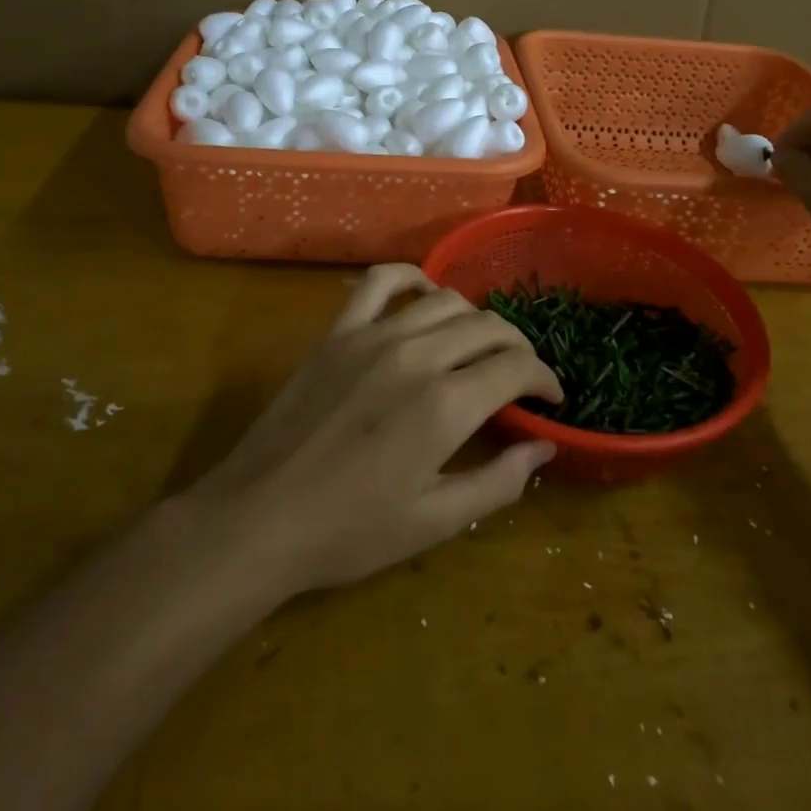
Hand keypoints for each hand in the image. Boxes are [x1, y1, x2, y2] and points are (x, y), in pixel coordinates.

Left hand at [183, 264, 562, 596]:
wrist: (259, 518)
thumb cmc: (349, 532)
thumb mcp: (434, 522)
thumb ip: (498, 482)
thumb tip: (544, 448)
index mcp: (445, 405)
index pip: (515, 368)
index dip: (544, 379)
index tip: (551, 397)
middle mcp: (416, 355)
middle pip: (487, 327)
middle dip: (517, 349)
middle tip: (520, 378)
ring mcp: (374, 335)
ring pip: (445, 301)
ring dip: (475, 319)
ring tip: (479, 346)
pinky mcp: (339, 331)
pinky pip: (381, 281)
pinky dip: (411, 278)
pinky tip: (424, 294)